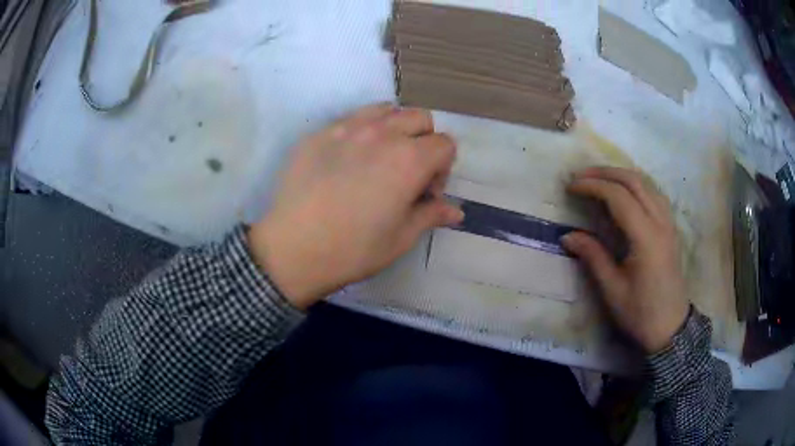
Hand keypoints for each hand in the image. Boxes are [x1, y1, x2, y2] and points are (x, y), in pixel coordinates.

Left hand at [247, 103, 462, 309]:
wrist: (293, 249)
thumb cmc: (353, 249)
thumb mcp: (401, 238)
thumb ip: (431, 215)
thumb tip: (456, 212)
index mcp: (410, 160)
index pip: (445, 144)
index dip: (443, 168)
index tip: (426, 193)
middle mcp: (382, 133)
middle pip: (419, 118)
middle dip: (424, 141)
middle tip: (407, 172)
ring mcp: (347, 128)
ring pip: (386, 110)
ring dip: (394, 128)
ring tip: (380, 158)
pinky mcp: (320, 133)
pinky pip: (352, 118)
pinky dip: (362, 130)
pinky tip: (347, 160)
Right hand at [562, 167, 688, 353]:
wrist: (670, 328)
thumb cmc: (641, 313)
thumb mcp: (613, 290)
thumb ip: (593, 256)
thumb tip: (567, 236)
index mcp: (646, 238)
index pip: (619, 197)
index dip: (593, 186)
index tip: (571, 186)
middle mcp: (660, 223)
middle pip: (635, 181)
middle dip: (606, 173)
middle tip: (581, 175)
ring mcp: (669, 224)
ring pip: (647, 184)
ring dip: (622, 175)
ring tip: (600, 178)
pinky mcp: (671, 229)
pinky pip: (654, 194)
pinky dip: (636, 185)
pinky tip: (625, 192)